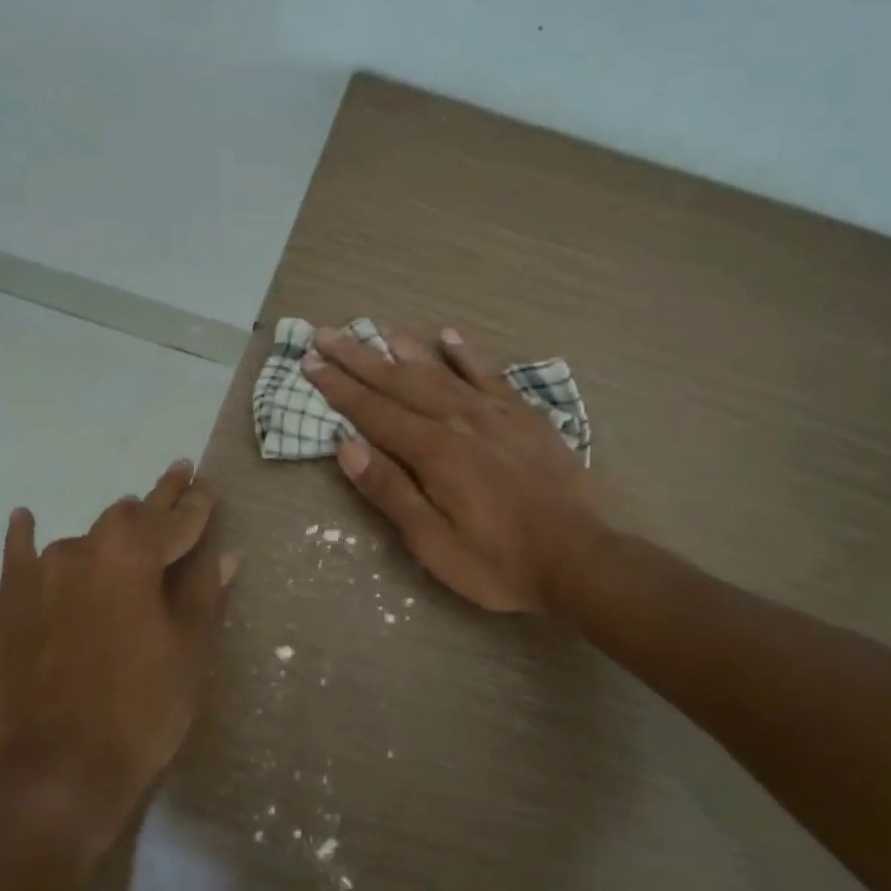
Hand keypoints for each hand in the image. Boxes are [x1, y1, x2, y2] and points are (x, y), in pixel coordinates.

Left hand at [0, 460, 236, 849]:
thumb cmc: (142, 710)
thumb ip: (203, 593)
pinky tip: (25, 518)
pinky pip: (19, 558)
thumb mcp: (189, 651)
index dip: (196, 505)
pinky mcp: (10, 606)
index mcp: (133, 555)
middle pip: (129, 516)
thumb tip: (224, 555)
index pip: (175, 519)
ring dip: (111, 533)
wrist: (57, 775)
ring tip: (129, 523)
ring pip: (85, 538)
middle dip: (159, 501)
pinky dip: (24, 537)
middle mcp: (84, 549)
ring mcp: (41, 576)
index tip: (208, 488)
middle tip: (180, 479)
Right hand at [303, 326, 603, 613]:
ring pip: (439, 371)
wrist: (579, 558)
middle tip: (326, 335)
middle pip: (399, 382)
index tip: (310, 363)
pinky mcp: (524, 415)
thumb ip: (389, 491)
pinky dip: (466, 354)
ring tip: (375, 328)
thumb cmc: (498, 562)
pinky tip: (448, 336)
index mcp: (432, 451)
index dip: (338, 387)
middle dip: (359, 358)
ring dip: (403, 350)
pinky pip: (489, 374)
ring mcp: (495, 413)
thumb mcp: (433, 543)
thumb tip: (345, 445)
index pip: (372, 411)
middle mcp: (458, 419)